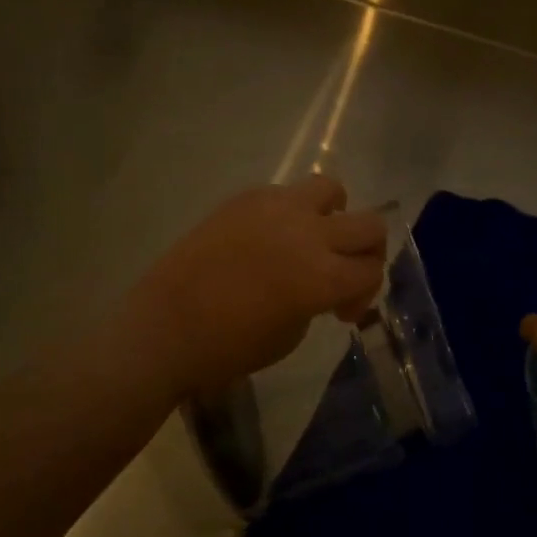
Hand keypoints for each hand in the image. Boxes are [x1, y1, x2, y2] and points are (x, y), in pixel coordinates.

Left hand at [128, 176, 388, 397]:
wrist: (165, 327)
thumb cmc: (228, 347)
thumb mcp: (291, 335)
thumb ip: (321, 300)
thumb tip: (327, 285)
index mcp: (323, 277)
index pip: (372, 270)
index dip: (365, 293)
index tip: (341, 312)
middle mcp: (309, 234)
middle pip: (370, 224)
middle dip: (367, 251)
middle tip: (343, 271)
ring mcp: (277, 208)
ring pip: (332, 189)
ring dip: (333, 215)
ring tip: (311, 237)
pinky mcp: (247, 197)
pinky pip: (285, 193)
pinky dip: (290, 213)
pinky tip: (267, 238)